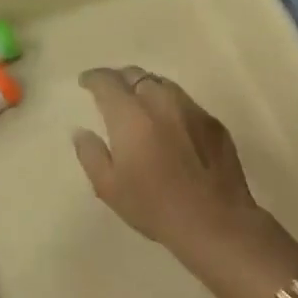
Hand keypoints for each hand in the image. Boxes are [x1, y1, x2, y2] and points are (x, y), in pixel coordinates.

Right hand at [71, 67, 263, 253]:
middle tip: (110, 92)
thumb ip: (91, 154)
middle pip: (137, 75)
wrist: (215, 222)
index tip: (85, 82)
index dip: (93, 78)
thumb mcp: (109, 187)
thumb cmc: (154, 207)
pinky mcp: (214, 123)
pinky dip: (169, 105)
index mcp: (131, 116)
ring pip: (164, 84)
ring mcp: (192, 110)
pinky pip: (185, 102)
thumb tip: (82, 131)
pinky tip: (169, 124)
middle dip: (120, 78)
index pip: (108, 82)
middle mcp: (162, 103)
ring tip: (138, 102)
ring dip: (146, 87)